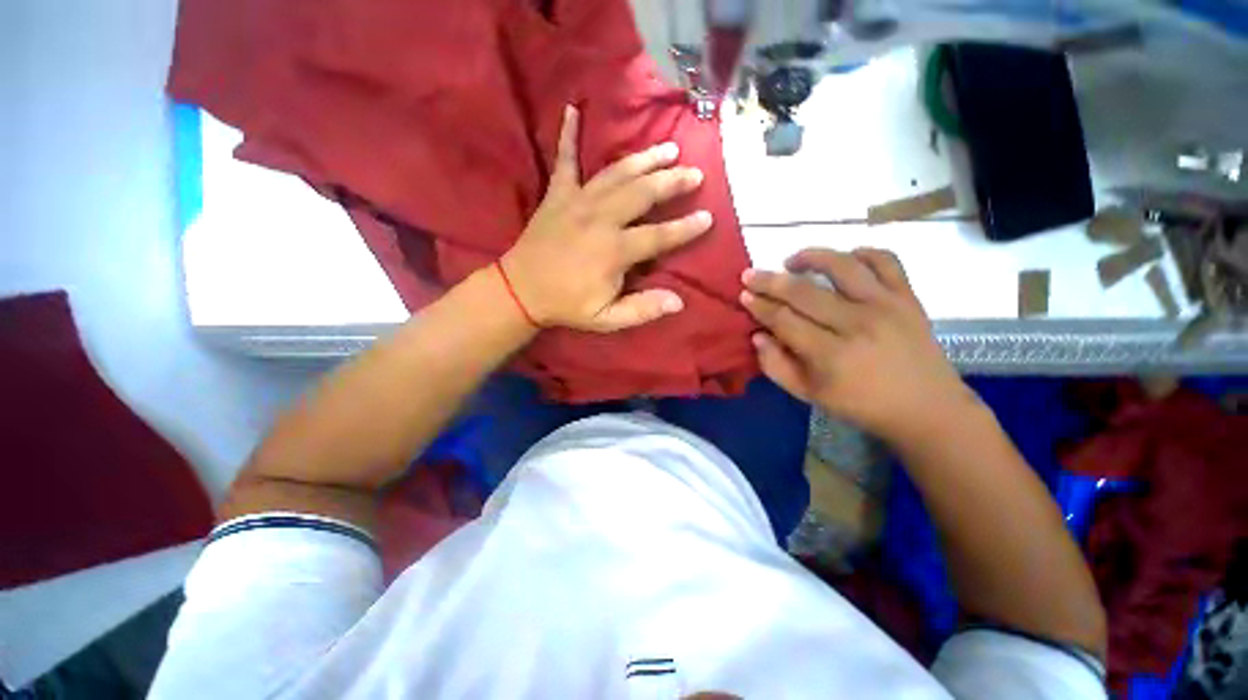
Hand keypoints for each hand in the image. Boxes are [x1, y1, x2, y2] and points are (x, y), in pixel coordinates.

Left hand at [500, 105, 711, 332]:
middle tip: (694, 172)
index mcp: (614, 251)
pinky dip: (567, 135)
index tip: (708, 217)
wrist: (521, 290)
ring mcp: (577, 201)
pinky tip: (572, 110)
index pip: (659, 236)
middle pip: (643, 193)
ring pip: (616, 173)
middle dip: (672, 182)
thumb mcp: (606, 318)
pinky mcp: (557, 194)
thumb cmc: (566, 305)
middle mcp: (600, 219)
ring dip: (644, 159)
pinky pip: (564, 160)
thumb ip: (642, 310)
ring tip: (668, 148)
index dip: (685, 228)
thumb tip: (678, 301)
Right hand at [740, 248, 974, 444]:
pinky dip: (864, 252)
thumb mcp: (809, 395)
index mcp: (830, 355)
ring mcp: (886, 306)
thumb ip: (776, 366)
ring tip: (792, 260)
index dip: (759, 306)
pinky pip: (886, 260)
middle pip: (804, 292)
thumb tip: (758, 335)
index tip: (744, 295)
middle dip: (770, 281)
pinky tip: (846, 258)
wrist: (926, 408)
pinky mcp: (908, 297)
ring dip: (811, 257)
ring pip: (842, 265)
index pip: (783, 320)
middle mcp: (856, 324)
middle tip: (750, 274)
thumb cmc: (861, 405)